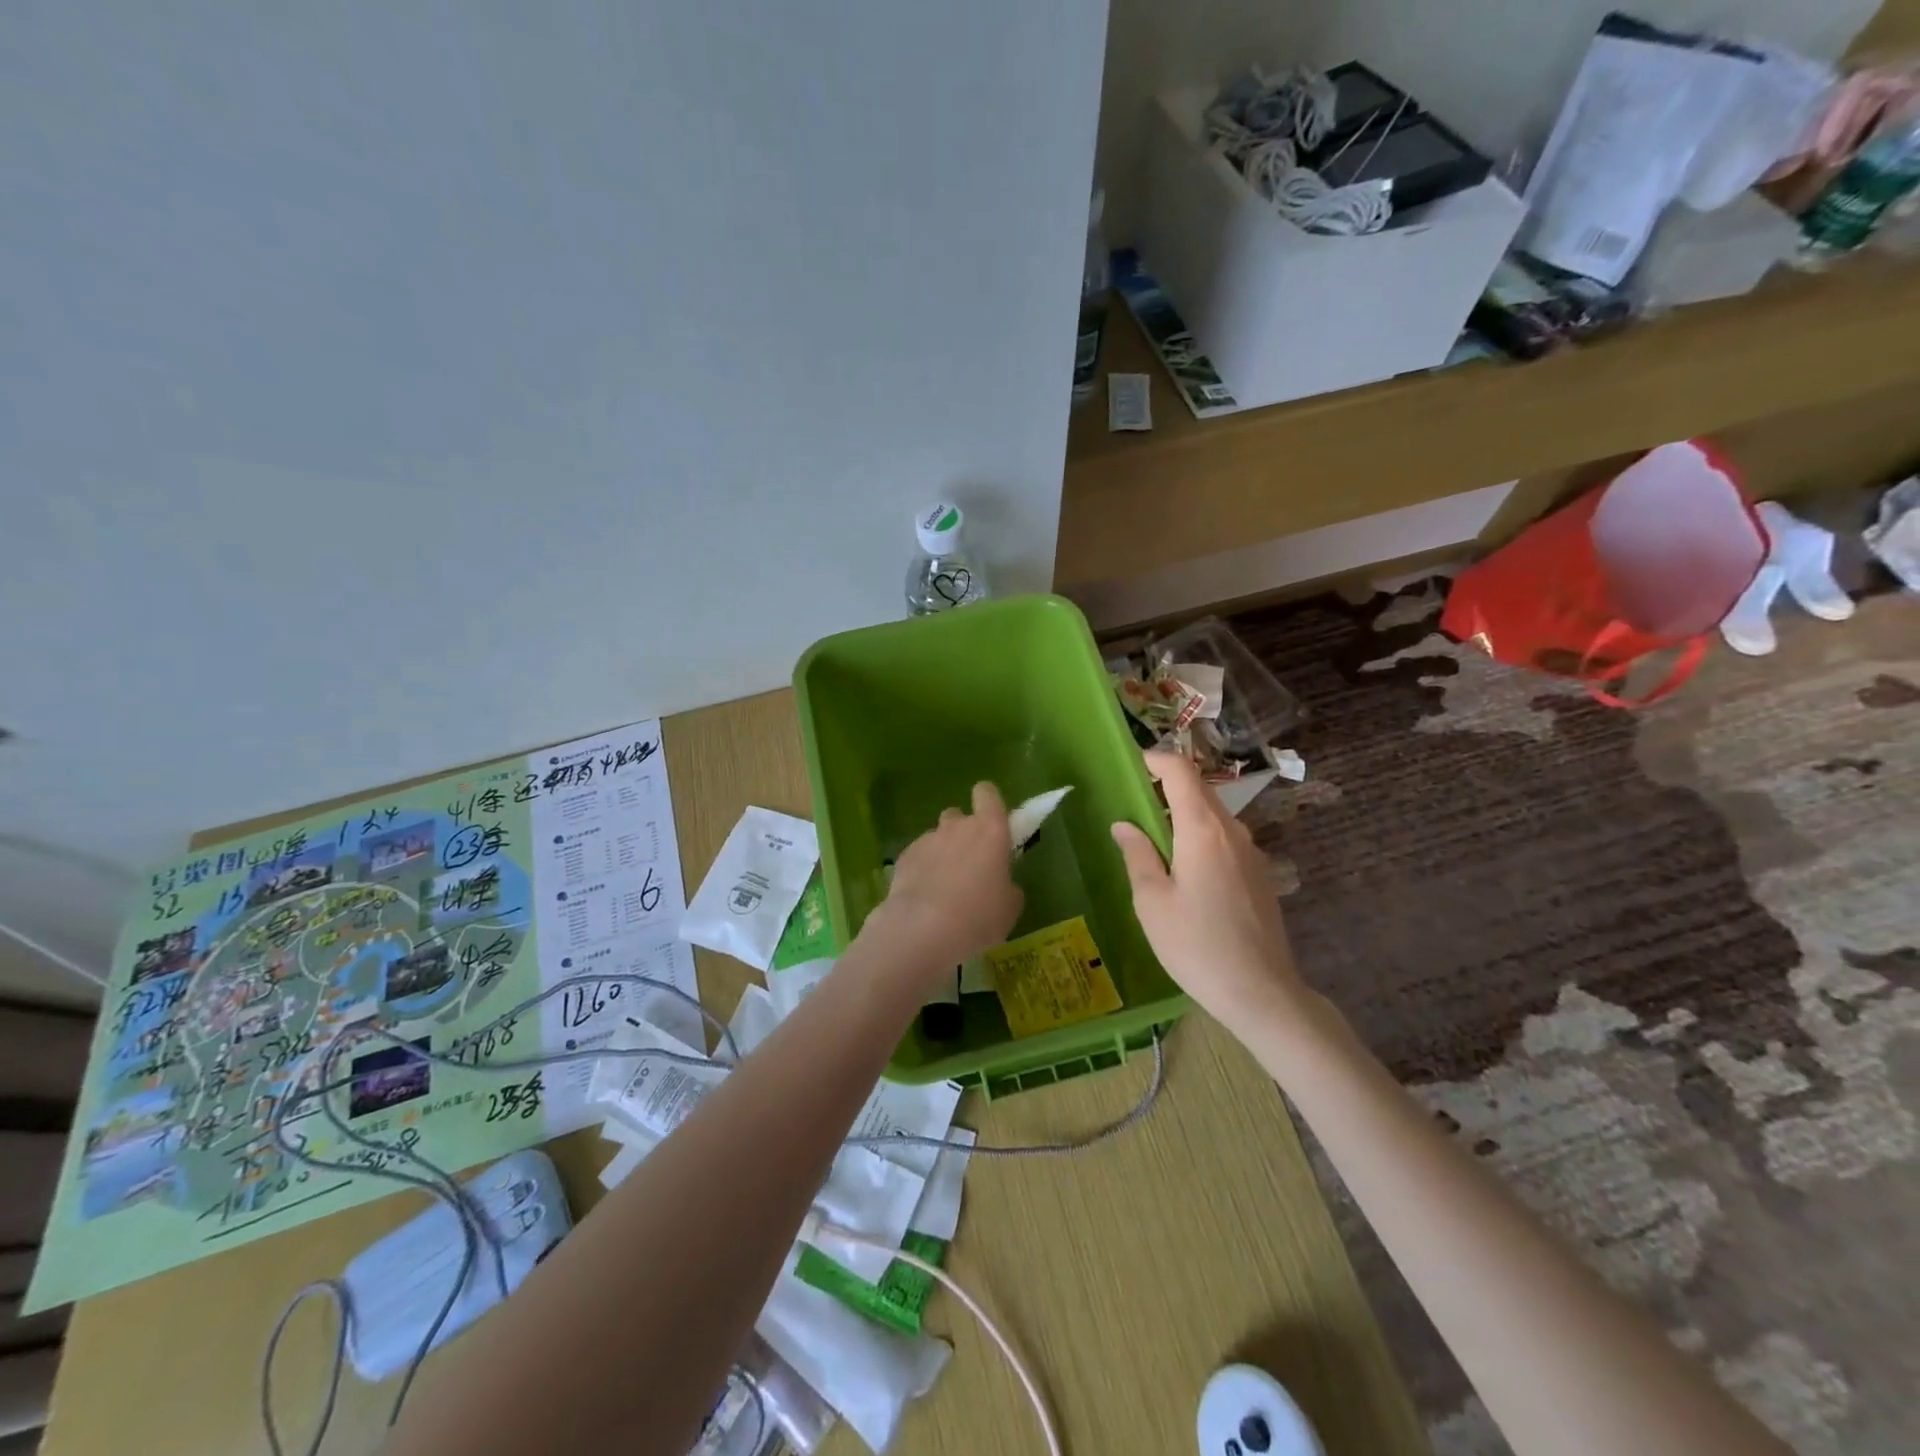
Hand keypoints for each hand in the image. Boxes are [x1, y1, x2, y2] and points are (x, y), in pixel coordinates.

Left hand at [867, 782, 1022, 979]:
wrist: (923, 930)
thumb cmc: (979, 916)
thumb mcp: (1009, 907)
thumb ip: (1007, 885)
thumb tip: (999, 884)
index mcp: (990, 830)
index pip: (987, 793)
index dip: (988, 802)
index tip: (992, 822)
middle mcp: (957, 826)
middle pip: (959, 816)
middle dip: (963, 834)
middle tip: (969, 866)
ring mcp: (927, 839)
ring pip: (937, 837)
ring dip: (942, 853)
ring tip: (943, 888)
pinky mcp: (904, 857)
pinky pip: (918, 856)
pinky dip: (922, 869)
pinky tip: (923, 897)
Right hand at [1111, 751, 1306, 1024]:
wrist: (1261, 992)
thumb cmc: (1196, 945)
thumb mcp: (1152, 902)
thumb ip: (1137, 855)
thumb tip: (1124, 825)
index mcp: (1203, 829)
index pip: (1181, 772)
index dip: (1156, 759)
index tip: (1132, 765)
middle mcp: (1232, 831)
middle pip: (1199, 790)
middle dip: (1166, 787)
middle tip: (1132, 802)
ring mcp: (1251, 852)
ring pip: (1213, 815)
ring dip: (1182, 814)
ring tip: (1152, 838)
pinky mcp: (1259, 874)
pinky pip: (1224, 839)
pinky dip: (1199, 836)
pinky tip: (1182, 868)